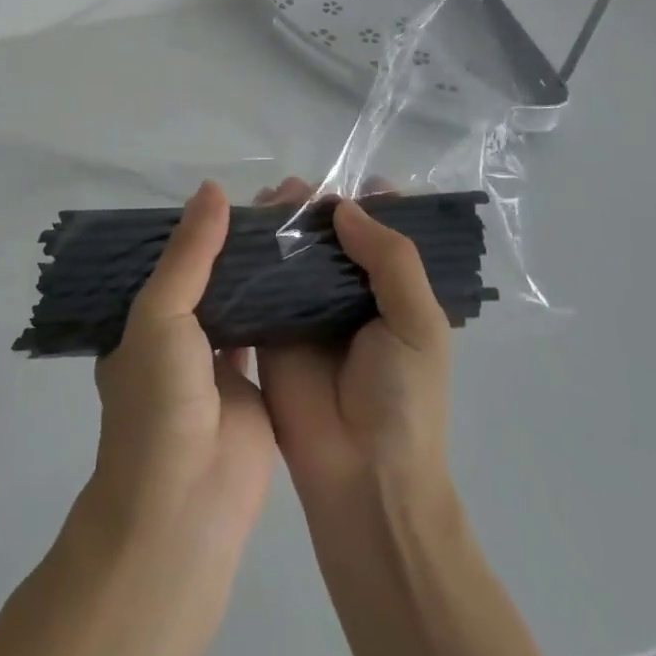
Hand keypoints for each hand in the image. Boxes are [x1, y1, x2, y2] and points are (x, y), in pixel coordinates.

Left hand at [80, 181, 276, 563]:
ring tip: (296, 228)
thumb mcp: (160, 312)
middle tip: (278, 205)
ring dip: (261, 275)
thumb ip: (189, 253)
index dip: (200, 228)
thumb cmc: (159, 400)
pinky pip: (268, 335)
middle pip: (210, 278)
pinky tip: (308, 274)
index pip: (172, 259)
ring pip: (240, 304)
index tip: (237, 192)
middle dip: (236, 247)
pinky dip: (283, 309)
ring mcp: (214, 365)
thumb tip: (214, 189)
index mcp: (142, 319)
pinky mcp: (253, 387)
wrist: (185, 504)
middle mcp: (176, 337)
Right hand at [254, 180, 453, 499]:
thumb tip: (343, 207)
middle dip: (315, 207)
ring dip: (280, 222)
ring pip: (291, 252)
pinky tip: (236, 227)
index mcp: (391, 292)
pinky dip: (247, 253)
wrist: (360, 475)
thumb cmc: (403, 399)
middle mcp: (346, 294)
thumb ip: (391, 259)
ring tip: (267, 198)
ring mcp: (305, 310)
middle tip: (294, 188)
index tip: (353, 179)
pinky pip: (257, 282)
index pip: (382, 235)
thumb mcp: (419, 324)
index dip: (371, 204)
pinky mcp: (267, 327)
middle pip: (329, 236)